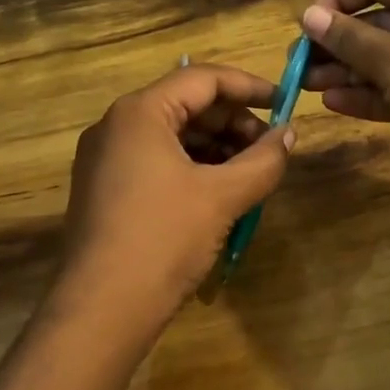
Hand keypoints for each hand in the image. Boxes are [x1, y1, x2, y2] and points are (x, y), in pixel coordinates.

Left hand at [55, 63, 294, 336]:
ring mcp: (105, 158)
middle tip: (270, 146)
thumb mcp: (222, 197)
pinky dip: (193, 167)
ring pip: (172, 134)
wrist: (100, 312)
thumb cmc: (163, 240)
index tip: (285, 101)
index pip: (202, 78)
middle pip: (186, 104)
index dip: (249, 86)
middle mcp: (116, 125)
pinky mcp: (105, 189)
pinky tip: (220, 192)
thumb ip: (263, 160)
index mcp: (139, 112)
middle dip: (233, 121)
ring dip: (216, 147)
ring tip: (251, 173)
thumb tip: (289, 134)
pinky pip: (156, 160)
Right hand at [300, 0, 389, 209]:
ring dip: (348, 70)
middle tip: (299, 65)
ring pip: (388, 56)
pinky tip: (336, 103)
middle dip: (337, 41)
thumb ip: (349, 38)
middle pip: (379, 19)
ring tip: (307, 87)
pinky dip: (372, 93)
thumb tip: (308, 15)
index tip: (306, 27)